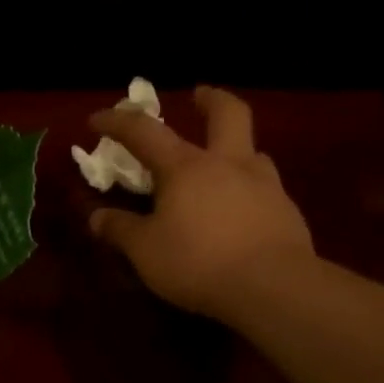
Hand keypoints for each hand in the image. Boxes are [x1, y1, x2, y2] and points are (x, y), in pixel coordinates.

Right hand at [87, 86, 314, 320]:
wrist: (272, 287)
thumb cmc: (198, 262)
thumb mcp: (145, 251)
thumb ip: (120, 230)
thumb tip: (97, 217)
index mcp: (186, 168)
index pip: (145, 133)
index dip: (118, 122)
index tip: (97, 119)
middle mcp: (228, 164)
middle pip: (227, 114)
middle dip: (211, 100)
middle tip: (199, 95)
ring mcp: (264, 185)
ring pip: (252, 151)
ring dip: (235, 149)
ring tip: (222, 166)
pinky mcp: (287, 212)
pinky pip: (265, 189)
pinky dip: (248, 191)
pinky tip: (241, 213)